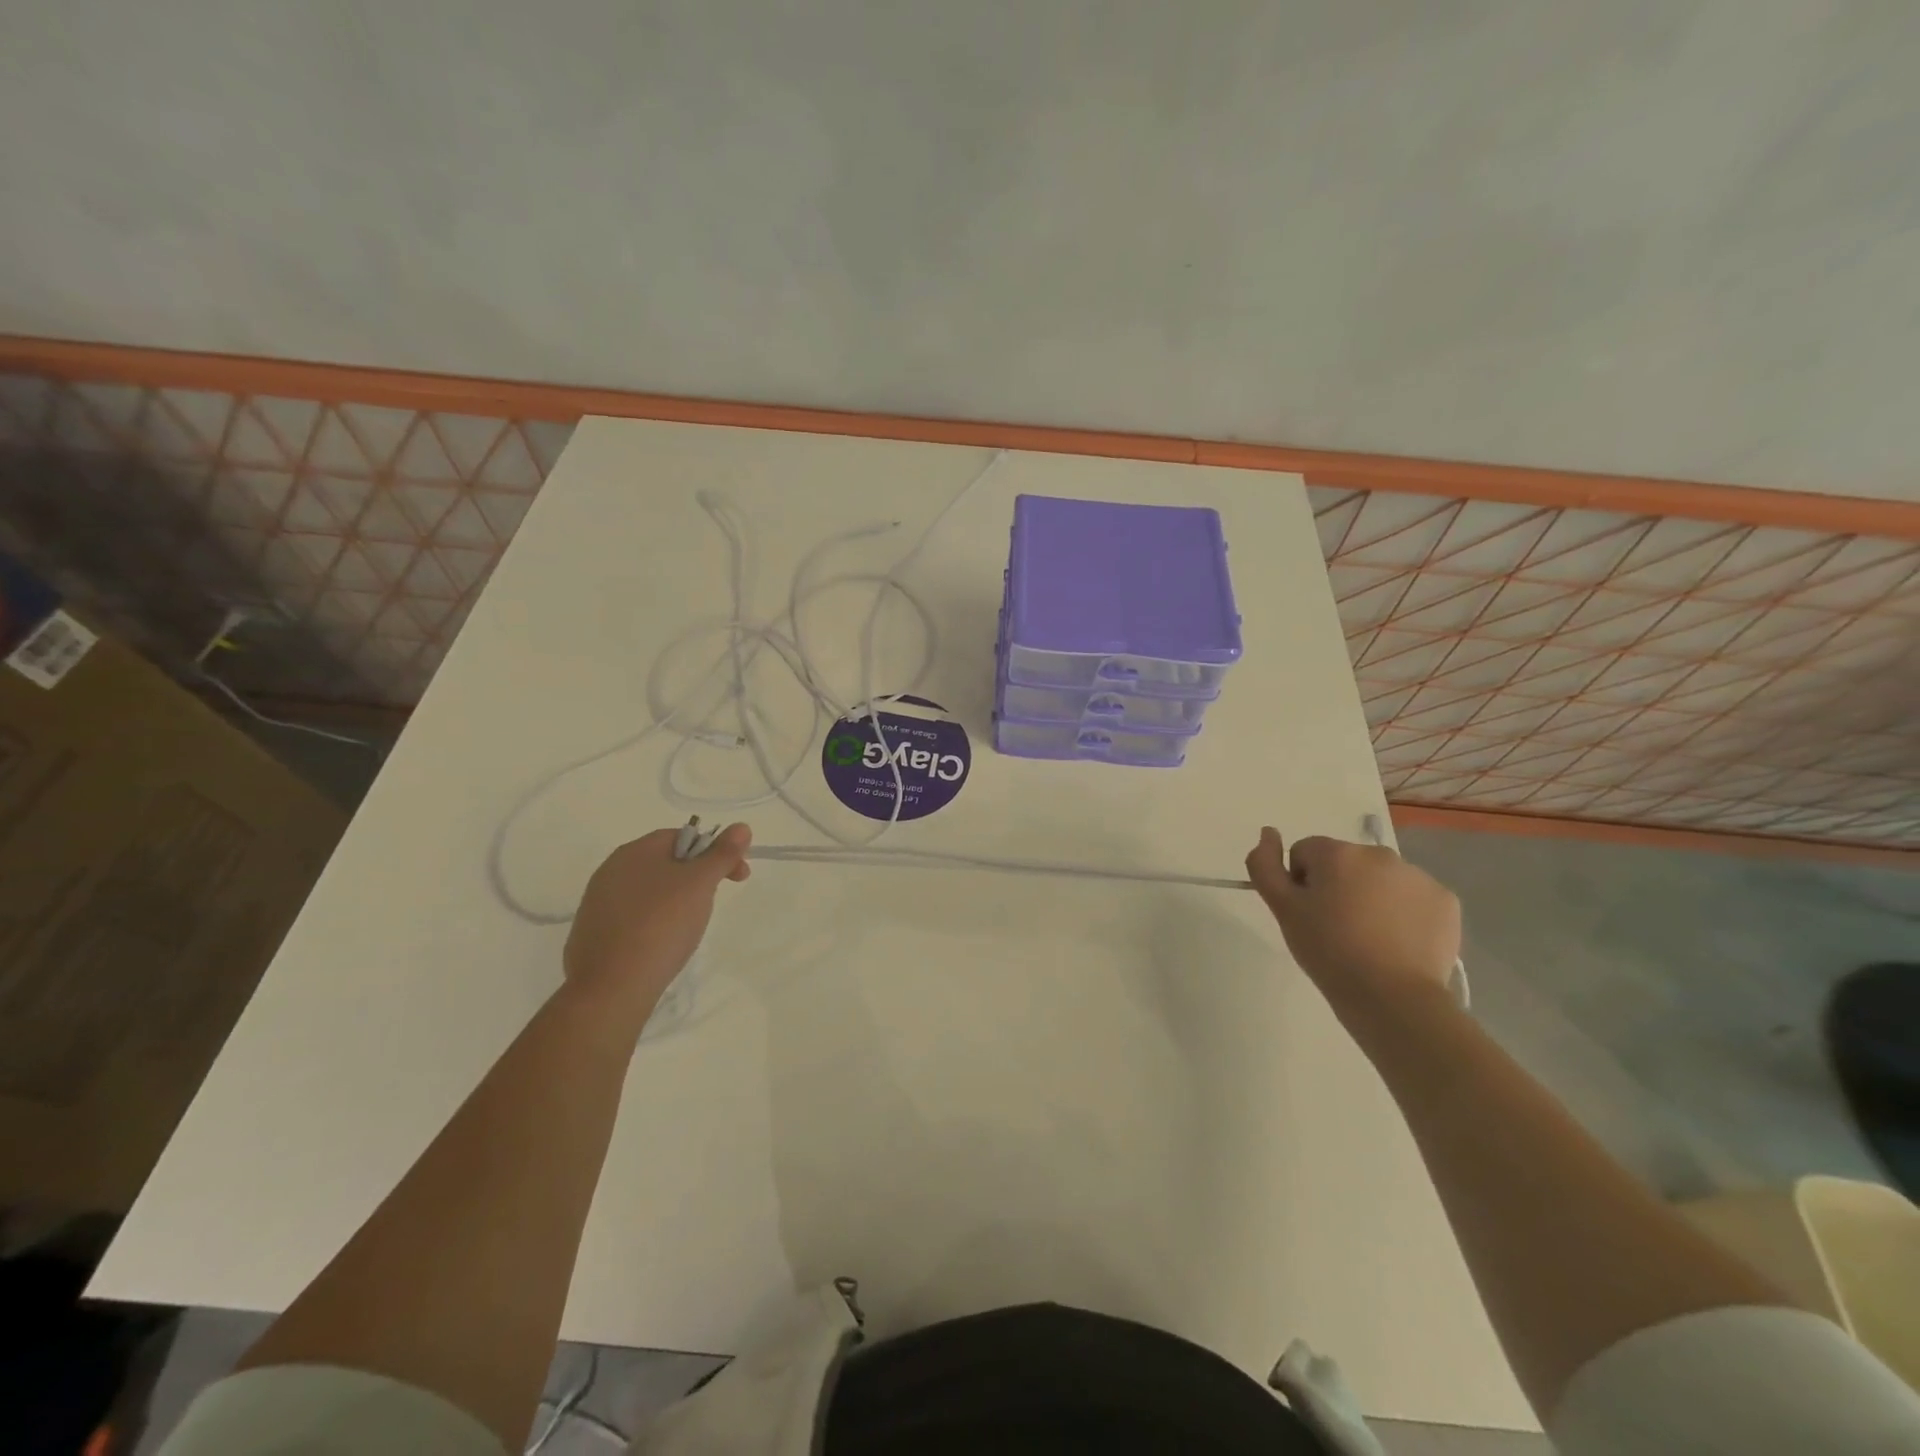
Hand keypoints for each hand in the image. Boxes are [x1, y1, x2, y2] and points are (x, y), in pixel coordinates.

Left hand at [564, 823, 750, 1022]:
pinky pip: (633, 917)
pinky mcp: (593, 934)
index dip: (715, 851)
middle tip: (714, 902)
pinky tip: (662, 944)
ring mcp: (597, 903)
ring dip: (676, 900)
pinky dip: (654, 923)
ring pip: (650, 891)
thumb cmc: (662, 925)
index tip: (737, 876)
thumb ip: (722, 854)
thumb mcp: (701, 884)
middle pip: (665, 863)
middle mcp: (611, 870)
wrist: (612, 987)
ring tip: (689, 927)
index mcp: (635, 851)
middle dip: (697, 877)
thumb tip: (742, 826)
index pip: (682, 836)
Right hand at [1245, 827, 1459, 1015]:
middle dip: (1338, 887)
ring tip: (1369, 939)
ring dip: (1370, 898)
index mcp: (1338, 853)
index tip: (1308, 915)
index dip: (1300, 884)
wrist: (1392, 998)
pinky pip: (1412, 898)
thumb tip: (1268, 832)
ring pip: (1380, 880)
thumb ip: (1264, 865)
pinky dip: (1403, 913)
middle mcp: (1379, 854)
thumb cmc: (1329, 951)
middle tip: (1336, 929)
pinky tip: (1397, 942)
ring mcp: (1417, 876)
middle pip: (1345, 863)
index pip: (1305, 853)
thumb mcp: (1283, 910)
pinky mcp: (1445, 901)